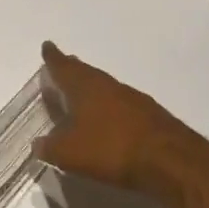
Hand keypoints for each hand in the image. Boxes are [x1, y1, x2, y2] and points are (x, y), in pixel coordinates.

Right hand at [34, 41, 184, 193]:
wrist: (171, 161)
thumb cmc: (111, 149)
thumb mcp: (69, 154)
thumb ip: (49, 147)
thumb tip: (37, 144)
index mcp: (86, 88)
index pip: (65, 67)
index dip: (54, 58)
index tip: (48, 46)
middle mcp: (110, 87)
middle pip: (87, 74)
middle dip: (74, 70)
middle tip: (65, 65)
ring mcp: (134, 100)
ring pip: (107, 88)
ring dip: (94, 89)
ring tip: (83, 93)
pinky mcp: (152, 117)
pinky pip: (123, 105)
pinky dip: (111, 107)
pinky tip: (110, 119)